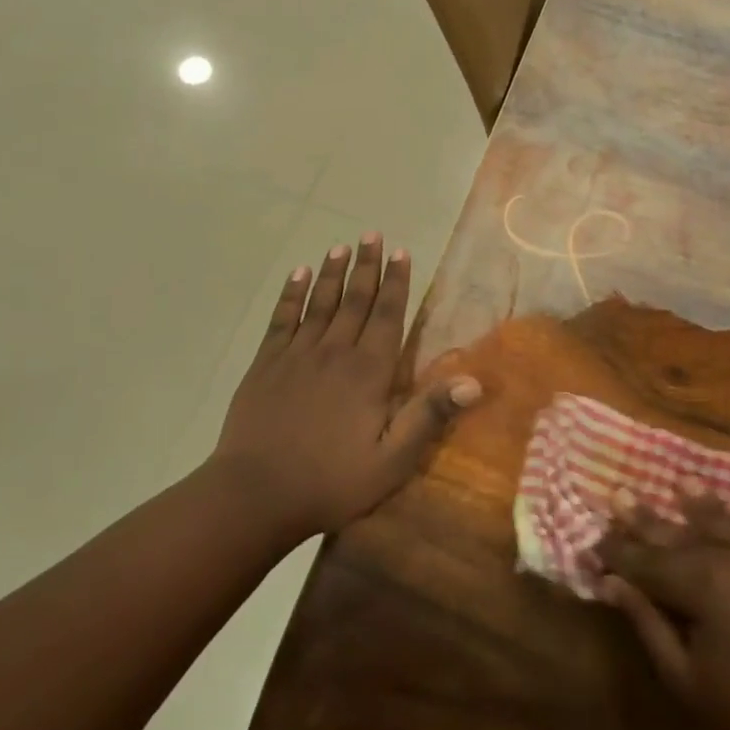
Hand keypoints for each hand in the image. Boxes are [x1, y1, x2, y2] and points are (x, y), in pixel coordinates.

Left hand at [209, 233, 481, 541]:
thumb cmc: (332, 481)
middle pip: (355, 299)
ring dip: (332, 272)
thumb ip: (430, 416)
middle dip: (367, 266)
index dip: (397, 282)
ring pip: (320, 303)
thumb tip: (474, 381)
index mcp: (368, 372)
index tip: (401, 252)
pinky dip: (291, 294)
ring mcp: (296, 355)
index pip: (387, 315)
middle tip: (372, 234)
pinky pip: (282, 319)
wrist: (255, 495)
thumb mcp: (393, 460)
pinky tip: (298, 274)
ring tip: (341, 246)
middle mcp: (335, 352)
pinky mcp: (266, 365)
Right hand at [597, 488, 729, 729]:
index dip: (618, 552)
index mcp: (701, 586)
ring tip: (680, 481)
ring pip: (728, 524)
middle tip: (620, 494)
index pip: (647, 562)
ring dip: (700, 503)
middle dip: (646, 519)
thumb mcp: (688, 682)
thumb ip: (648, 625)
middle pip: (681, 535)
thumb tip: (612, 583)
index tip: (595, 540)